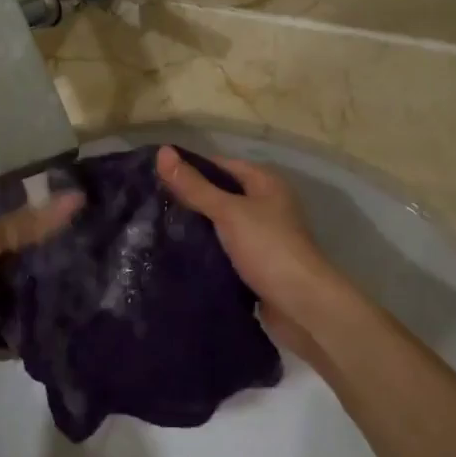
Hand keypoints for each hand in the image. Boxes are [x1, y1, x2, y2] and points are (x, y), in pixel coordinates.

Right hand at [156, 146, 360, 366]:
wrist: (301, 304)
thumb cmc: (268, 248)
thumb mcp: (228, 211)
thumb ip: (195, 186)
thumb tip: (162, 151)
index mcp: (266, 184)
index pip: (222, 165)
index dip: (192, 169)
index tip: (157, 176)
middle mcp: (267, 206)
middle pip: (222, 195)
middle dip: (192, 200)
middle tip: (154, 204)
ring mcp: (263, 237)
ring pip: (222, 225)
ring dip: (198, 228)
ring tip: (160, 228)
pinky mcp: (257, 265)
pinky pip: (226, 251)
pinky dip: (207, 251)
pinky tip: (182, 255)